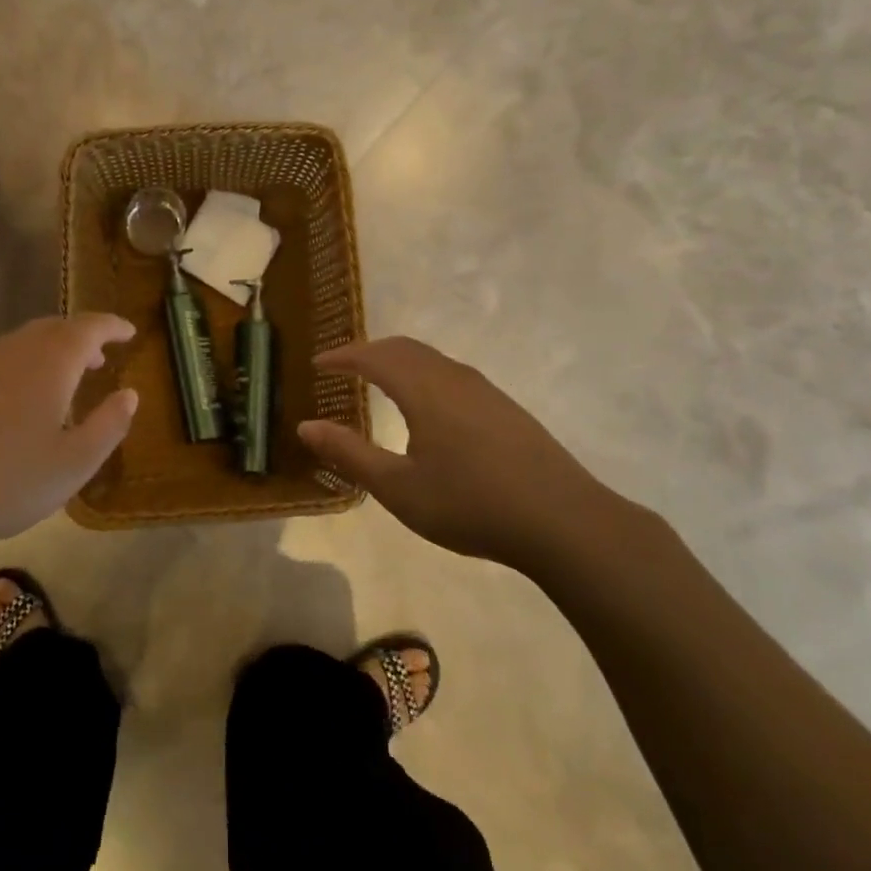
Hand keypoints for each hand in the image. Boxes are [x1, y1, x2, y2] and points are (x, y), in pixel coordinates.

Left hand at [0, 314, 137, 567]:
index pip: (89, 328)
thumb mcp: (75, 464)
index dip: (112, 326)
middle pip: (51, 329)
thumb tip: (130, 394)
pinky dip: (9, 372)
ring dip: (43, 355)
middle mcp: (10, 350)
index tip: (129, 332)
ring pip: (16, 345)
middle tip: (97, 359)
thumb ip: (109, 424)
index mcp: (49, 363)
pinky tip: (3, 407)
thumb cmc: (7, 484)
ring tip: (55, 384)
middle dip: (79, 339)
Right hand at [297, 336, 623, 572]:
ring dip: (398, 361)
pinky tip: (427, 407)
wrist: (564, 521)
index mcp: (425, 389)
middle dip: (369, 351)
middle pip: (404, 348)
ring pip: (431, 359)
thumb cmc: (471, 504)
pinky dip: (423, 375)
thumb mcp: (399, 488)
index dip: (342, 357)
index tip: (318, 364)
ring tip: (378, 381)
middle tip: (342, 367)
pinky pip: (451, 374)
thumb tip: (306, 426)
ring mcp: (485, 391)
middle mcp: (454, 378)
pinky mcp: (506, 408)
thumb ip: (350, 454)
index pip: (374, 357)